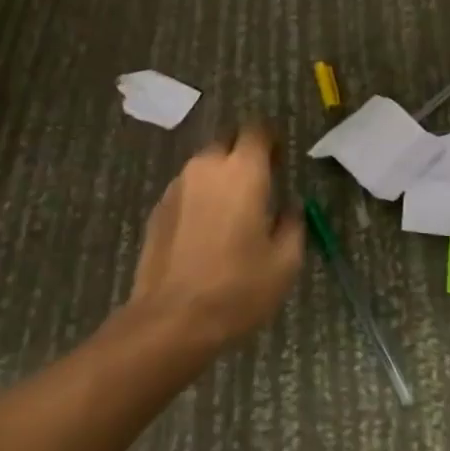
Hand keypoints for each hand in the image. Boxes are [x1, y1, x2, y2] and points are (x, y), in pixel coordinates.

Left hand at [124, 126, 304, 352]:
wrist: (170, 321)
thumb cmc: (237, 289)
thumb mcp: (285, 262)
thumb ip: (292, 224)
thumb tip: (289, 208)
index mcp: (243, 171)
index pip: (257, 130)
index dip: (270, 140)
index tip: (279, 161)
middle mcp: (207, 167)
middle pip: (227, 141)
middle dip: (243, 154)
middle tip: (257, 185)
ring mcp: (177, 186)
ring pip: (204, 165)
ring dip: (220, 177)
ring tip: (230, 212)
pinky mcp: (157, 209)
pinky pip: (186, 189)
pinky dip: (199, 198)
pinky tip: (205, 232)